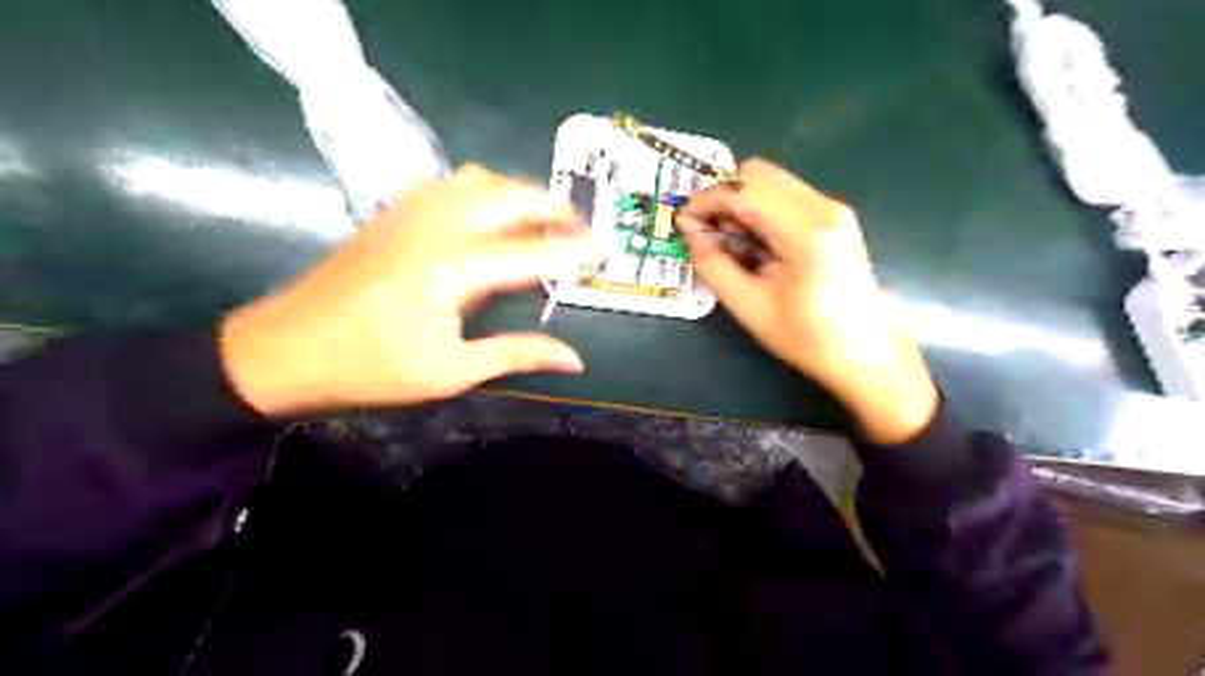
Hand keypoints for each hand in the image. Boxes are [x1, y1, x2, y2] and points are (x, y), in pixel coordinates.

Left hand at [218, 164, 592, 416]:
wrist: (279, 352)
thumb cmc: (367, 369)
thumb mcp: (448, 373)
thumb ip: (516, 355)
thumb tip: (574, 359)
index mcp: (451, 268)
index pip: (531, 252)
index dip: (573, 252)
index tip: (605, 253)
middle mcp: (434, 226)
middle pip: (509, 196)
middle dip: (552, 207)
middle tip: (579, 231)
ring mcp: (408, 213)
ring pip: (479, 180)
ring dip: (518, 194)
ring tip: (540, 223)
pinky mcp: (392, 214)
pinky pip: (450, 185)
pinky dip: (484, 192)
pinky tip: (489, 218)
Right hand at [682, 159, 935, 441]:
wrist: (866, 352)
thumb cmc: (807, 338)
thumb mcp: (749, 306)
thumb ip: (713, 265)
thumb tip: (689, 231)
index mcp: (806, 232)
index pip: (743, 191)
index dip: (706, 202)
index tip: (683, 223)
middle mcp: (824, 206)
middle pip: (758, 173)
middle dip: (724, 197)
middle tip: (708, 233)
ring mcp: (833, 208)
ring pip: (771, 181)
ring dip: (741, 203)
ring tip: (731, 243)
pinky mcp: (834, 216)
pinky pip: (785, 196)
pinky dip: (760, 210)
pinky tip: (755, 245)